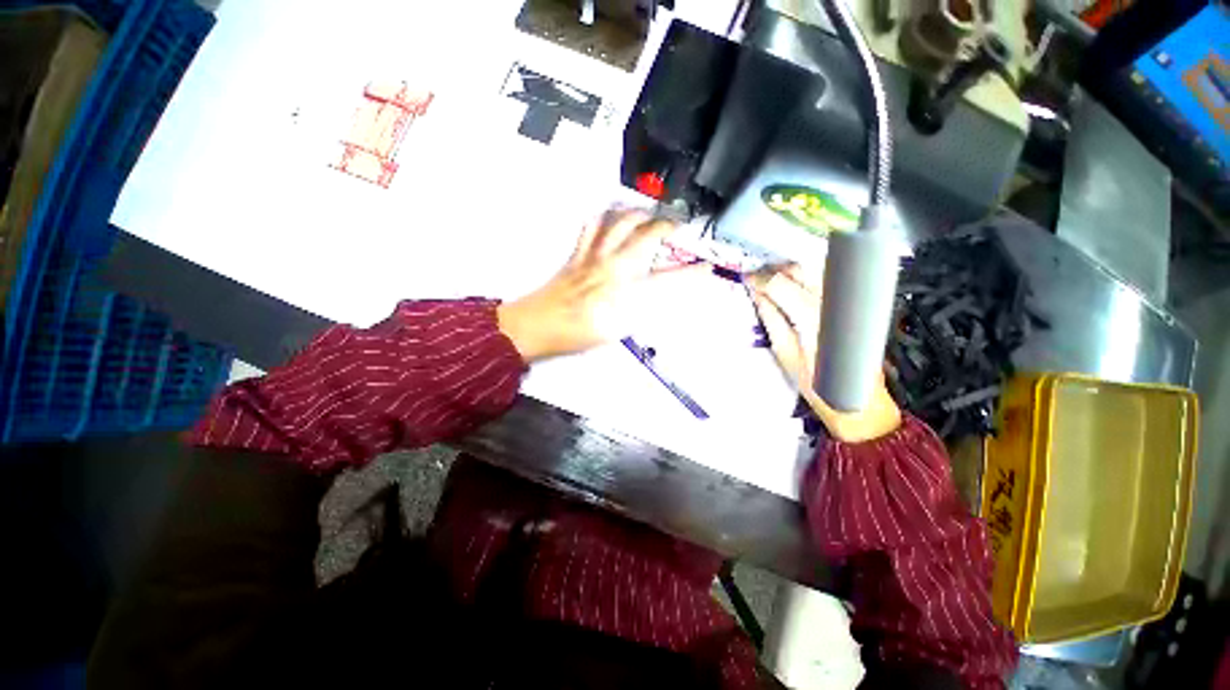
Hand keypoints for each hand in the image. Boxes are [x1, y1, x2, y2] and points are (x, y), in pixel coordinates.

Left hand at [497, 209, 702, 361]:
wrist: (541, 324)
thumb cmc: (579, 334)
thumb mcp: (617, 330)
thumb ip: (638, 309)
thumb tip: (651, 294)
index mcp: (626, 291)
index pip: (668, 280)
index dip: (691, 273)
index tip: (706, 267)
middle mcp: (614, 267)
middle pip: (646, 236)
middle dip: (667, 225)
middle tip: (678, 223)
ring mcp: (594, 255)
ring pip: (619, 222)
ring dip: (638, 213)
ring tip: (649, 212)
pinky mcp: (578, 252)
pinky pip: (591, 225)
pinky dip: (604, 216)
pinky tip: (611, 215)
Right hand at [749, 266, 901, 442]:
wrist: (859, 404)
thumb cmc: (820, 388)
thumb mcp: (786, 356)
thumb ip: (772, 320)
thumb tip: (758, 296)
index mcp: (813, 319)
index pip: (781, 284)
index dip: (760, 278)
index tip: (747, 278)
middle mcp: (835, 305)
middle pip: (800, 270)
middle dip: (774, 271)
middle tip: (757, 280)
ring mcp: (849, 304)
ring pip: (815, 271)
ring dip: (790, 273)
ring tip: (773, 285)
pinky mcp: (855, 307)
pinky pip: (826, 282)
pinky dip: (806, 280)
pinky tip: (795, 291)